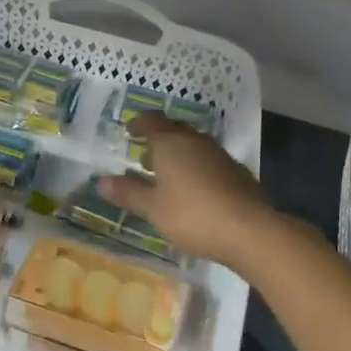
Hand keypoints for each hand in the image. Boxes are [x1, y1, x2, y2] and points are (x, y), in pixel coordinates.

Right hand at [98, 114, 274, 268]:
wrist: (249, 230)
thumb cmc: (192, 215)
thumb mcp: (154, 208)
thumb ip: (128, 192)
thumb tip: (101, 181)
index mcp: (172, 143)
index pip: (151, 120)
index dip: (138, 123)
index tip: (128, 132)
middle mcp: (196, 141)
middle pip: (174, 130)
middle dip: (158, 139)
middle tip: (144, 156)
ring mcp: (220, 154)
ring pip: (194, 145)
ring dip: (179, 154)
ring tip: (167, 175)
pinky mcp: (237, 171)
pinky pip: (209, 160)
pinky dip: (196, 167)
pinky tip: (194, 189)